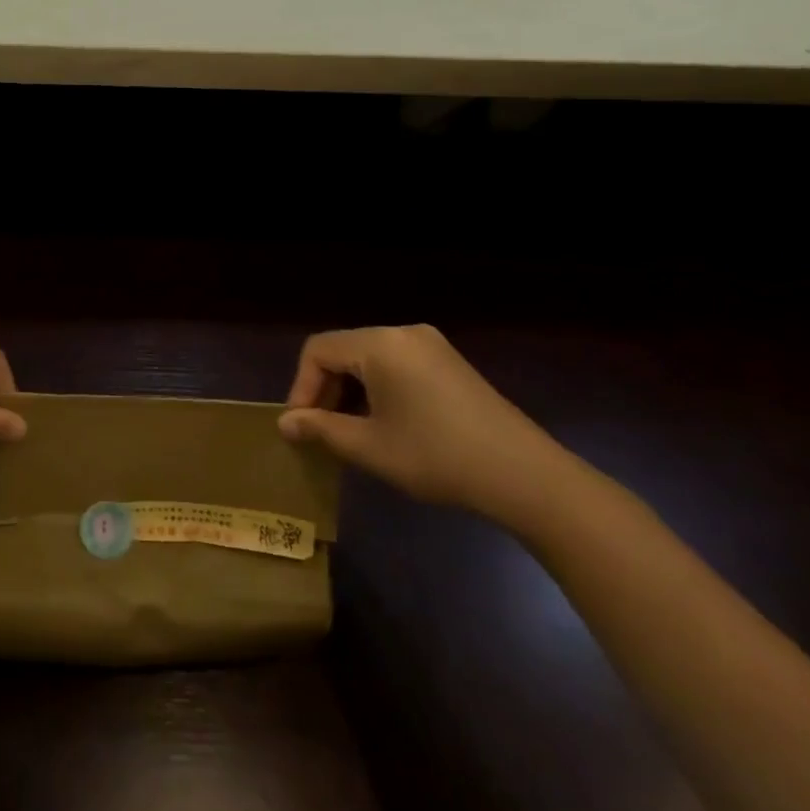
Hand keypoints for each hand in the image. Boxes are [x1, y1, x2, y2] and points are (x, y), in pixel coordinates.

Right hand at [276, 325, 564, 521]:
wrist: (525, 476)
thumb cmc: (436, 457)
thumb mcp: (369, 446)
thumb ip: (321, 429)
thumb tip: (285, 423)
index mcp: (380, 344)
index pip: (318, 350)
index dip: (301, 387)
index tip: (300, 428)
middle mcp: (403, 333)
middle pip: (344, 351)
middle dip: (325, 390)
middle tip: (322, 432)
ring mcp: (431, 346)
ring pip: (370, 360)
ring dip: (351, 392)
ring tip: (350, 433)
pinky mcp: (449, 364)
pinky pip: (396, 366)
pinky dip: (378, 390)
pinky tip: (385, 425)